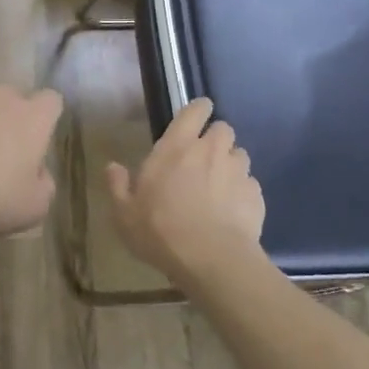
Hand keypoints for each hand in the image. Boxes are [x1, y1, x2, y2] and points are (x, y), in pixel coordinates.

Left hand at [0, 85, 65, 239]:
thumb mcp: (34, 206)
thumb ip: (44, 183)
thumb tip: (37, 173)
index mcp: (33, 117)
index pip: (52, 100)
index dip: (47, 118)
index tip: (39, 140)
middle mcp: (1, 97)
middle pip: (14, 98)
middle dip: (13, 118)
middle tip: (5, 152)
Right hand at [107, 98, 265, 289]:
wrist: (211, 260)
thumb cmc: (160, 231)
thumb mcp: (125, 214)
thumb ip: (118, 186)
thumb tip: (112, 167)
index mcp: (176, 147)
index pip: (195, 111)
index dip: (199, 109)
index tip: (198, 115)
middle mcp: (210, 151)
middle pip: (223, 129)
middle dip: (215, 138)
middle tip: (203, 158)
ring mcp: (237, 171)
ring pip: (239, 155)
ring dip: (230, 164)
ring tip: (220, 186)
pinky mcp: (256, 195)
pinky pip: (250, 184)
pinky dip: (242, 192)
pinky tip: (233, 212)